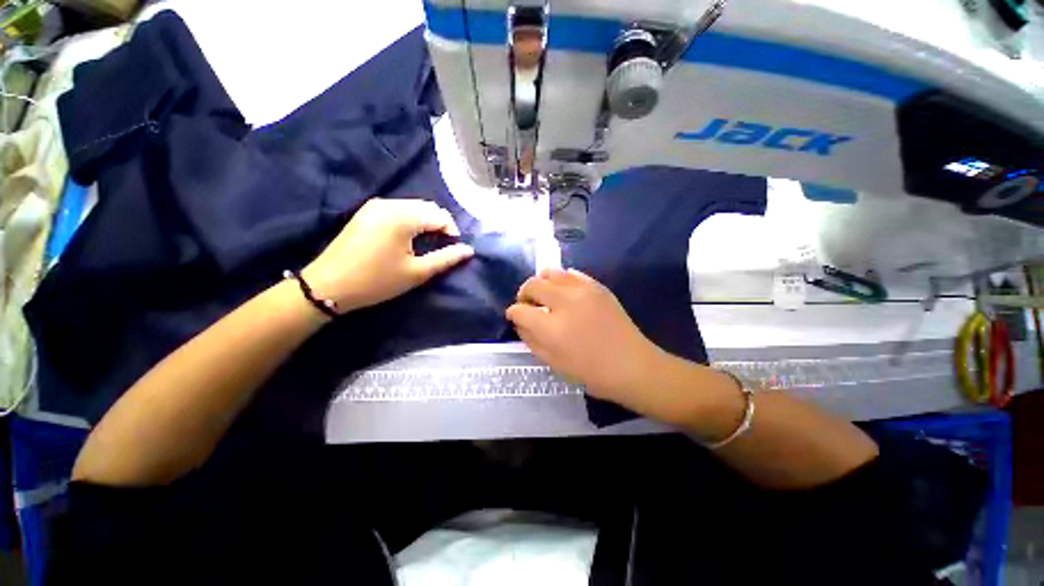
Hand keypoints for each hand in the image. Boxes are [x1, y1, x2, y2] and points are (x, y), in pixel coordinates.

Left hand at [303, 199, 473, 311]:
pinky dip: (410, 220)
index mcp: (402, 216)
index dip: (452, 232)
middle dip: (440, 225)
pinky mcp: (366, 212)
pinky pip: (398, 209)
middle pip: (427, 207)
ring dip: (426, 222)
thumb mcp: (417, 272)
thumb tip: (468, 250)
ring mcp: (375, 206)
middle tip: (441, 248)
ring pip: (413, 207)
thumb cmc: (377, 281)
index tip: (452, 250)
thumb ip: (446, 258)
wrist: (328, 286)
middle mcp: (389, 204)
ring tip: (426, 244)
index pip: (440, 215)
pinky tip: (408, 239)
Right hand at [506, 268, 664, 410]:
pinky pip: (571, 273)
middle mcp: (565, 302)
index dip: (513, 313)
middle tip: (528, 305)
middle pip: (533, 284)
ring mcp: (583, 290)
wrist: (632, 365)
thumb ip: (530, 339)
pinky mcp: (597, 286)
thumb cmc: (590, 372)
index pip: (520, 310)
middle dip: (524, 294)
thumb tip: (519, 321)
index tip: (514, 316)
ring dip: (541, 283)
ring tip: (545, 296)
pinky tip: (564, 293)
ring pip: (551, 273)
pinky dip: (561, 280)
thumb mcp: (552, 362)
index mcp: (552, 328)